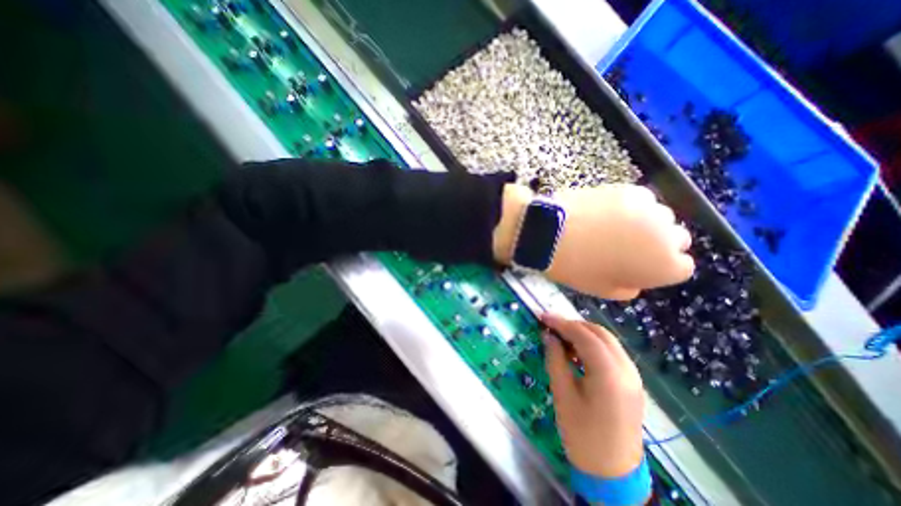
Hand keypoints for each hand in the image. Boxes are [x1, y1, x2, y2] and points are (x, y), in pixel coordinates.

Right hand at [542, 314, 647, 479]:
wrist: (613, 473)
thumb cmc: (582, 436)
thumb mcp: (563, 395)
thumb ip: (555, 360)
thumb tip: (548, 336)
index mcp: (609, 375)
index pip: (584, 336)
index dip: (562, 323)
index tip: (543, 317)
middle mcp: (626, 370)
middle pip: (599, 333)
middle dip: (573, 325)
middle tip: (551, 326)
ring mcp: (633, 375)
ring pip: (607, 340)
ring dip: (584, 333)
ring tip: (561, 337)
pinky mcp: (632, 381)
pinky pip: (611, 352)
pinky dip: (593, 345)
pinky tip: (578, 352)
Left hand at [549, 183, 695, 297]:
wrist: (552, 234)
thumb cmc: (577, 268)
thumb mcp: (603, 290)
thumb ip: (628, 287)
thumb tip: (635, 279)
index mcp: (665, 267)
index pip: (682, 266)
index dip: (658, 266)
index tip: (639, 264)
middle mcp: (669, 236)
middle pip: (677, 238)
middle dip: (658, 244)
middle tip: (627, 245)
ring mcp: (651, 209)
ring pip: (660, 216)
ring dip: (646, 222)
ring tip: (614, 226)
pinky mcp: (631, 190)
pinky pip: (641, 200)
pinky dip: (630, 206)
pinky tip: (607, 211)